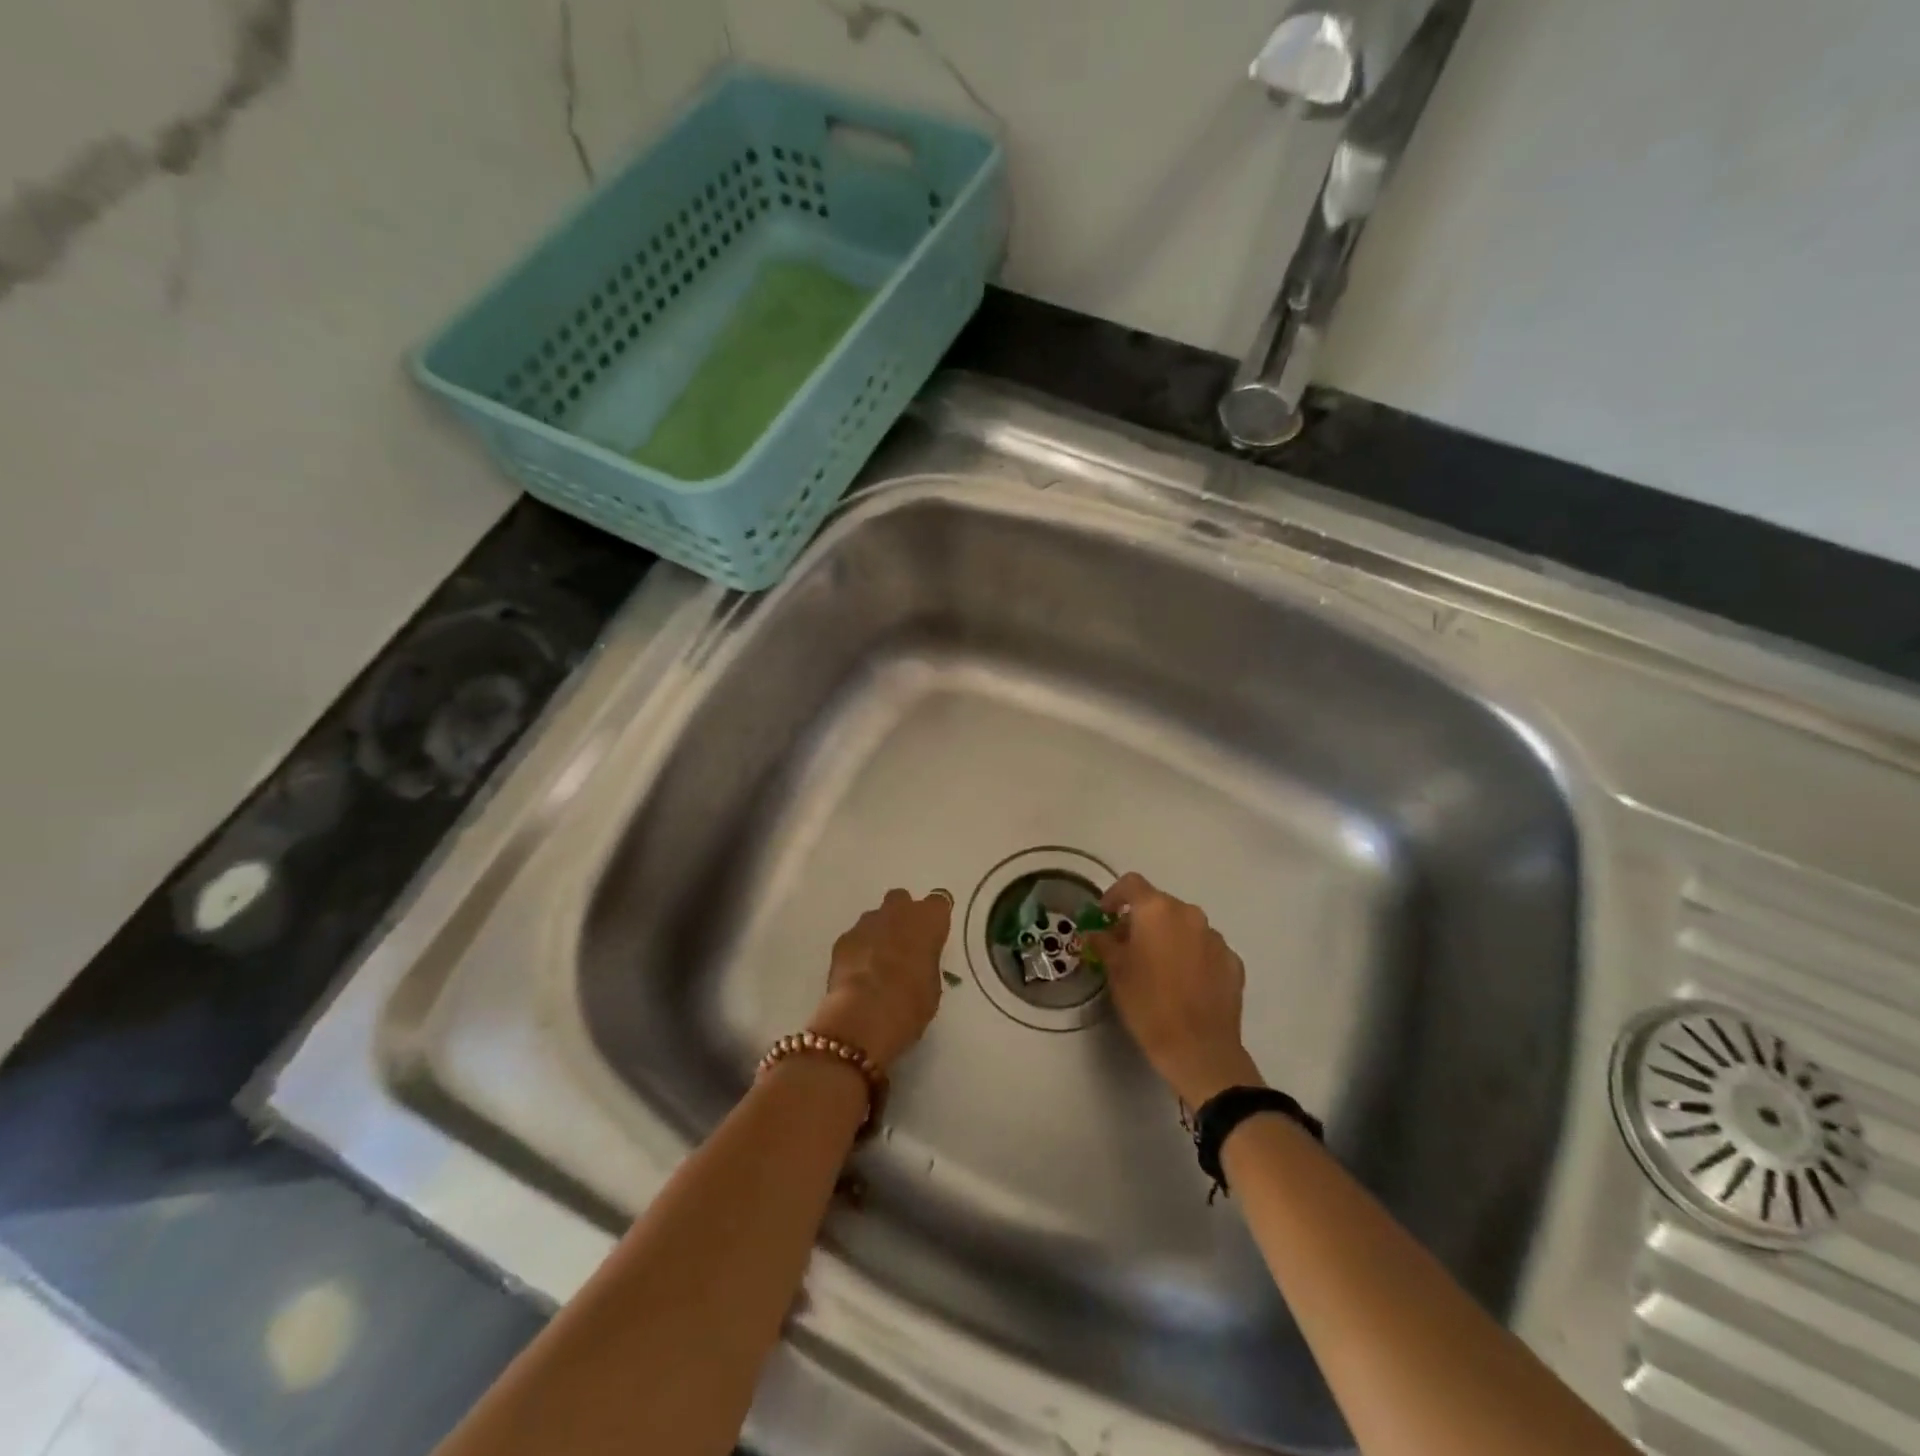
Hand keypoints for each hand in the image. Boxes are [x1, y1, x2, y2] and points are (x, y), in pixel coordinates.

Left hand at [808, 889, 952, 1072]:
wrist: (865, 1014)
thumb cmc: (911, 1002)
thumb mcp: (932, 985)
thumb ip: (925, 963)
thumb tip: (917, 963)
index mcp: (928, 919)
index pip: (938, 903)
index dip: (934, 919)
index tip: (933, 935)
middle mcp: (898, 911)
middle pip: (901, 900)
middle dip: (902, 916)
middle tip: (904, 944)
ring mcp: (867, 922)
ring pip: (875, 918)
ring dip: (879, 933)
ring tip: (878, 964)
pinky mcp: (843, 939)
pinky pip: (855, 938)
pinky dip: (858, 950)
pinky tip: (858, 975)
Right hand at [1085, 872, 1262, 1106]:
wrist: (1198, 1048)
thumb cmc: (1148, 1004)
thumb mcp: (1116, 971)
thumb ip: (1104, 943)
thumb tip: (1098, 933)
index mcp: (1156, 910)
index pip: (1131, 884)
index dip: (1114, 895)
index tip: (1105, 915)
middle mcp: (1189, 914)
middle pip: (1160, 904)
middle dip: (1142, 920)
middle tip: (1127, 945)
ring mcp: (1215, 937)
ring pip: (1185, 926)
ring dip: (1169, 937)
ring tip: (1158, 966)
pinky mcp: (1232, 961)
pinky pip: (1205, 948)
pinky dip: (1192, 956)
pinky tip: (1184, 982)